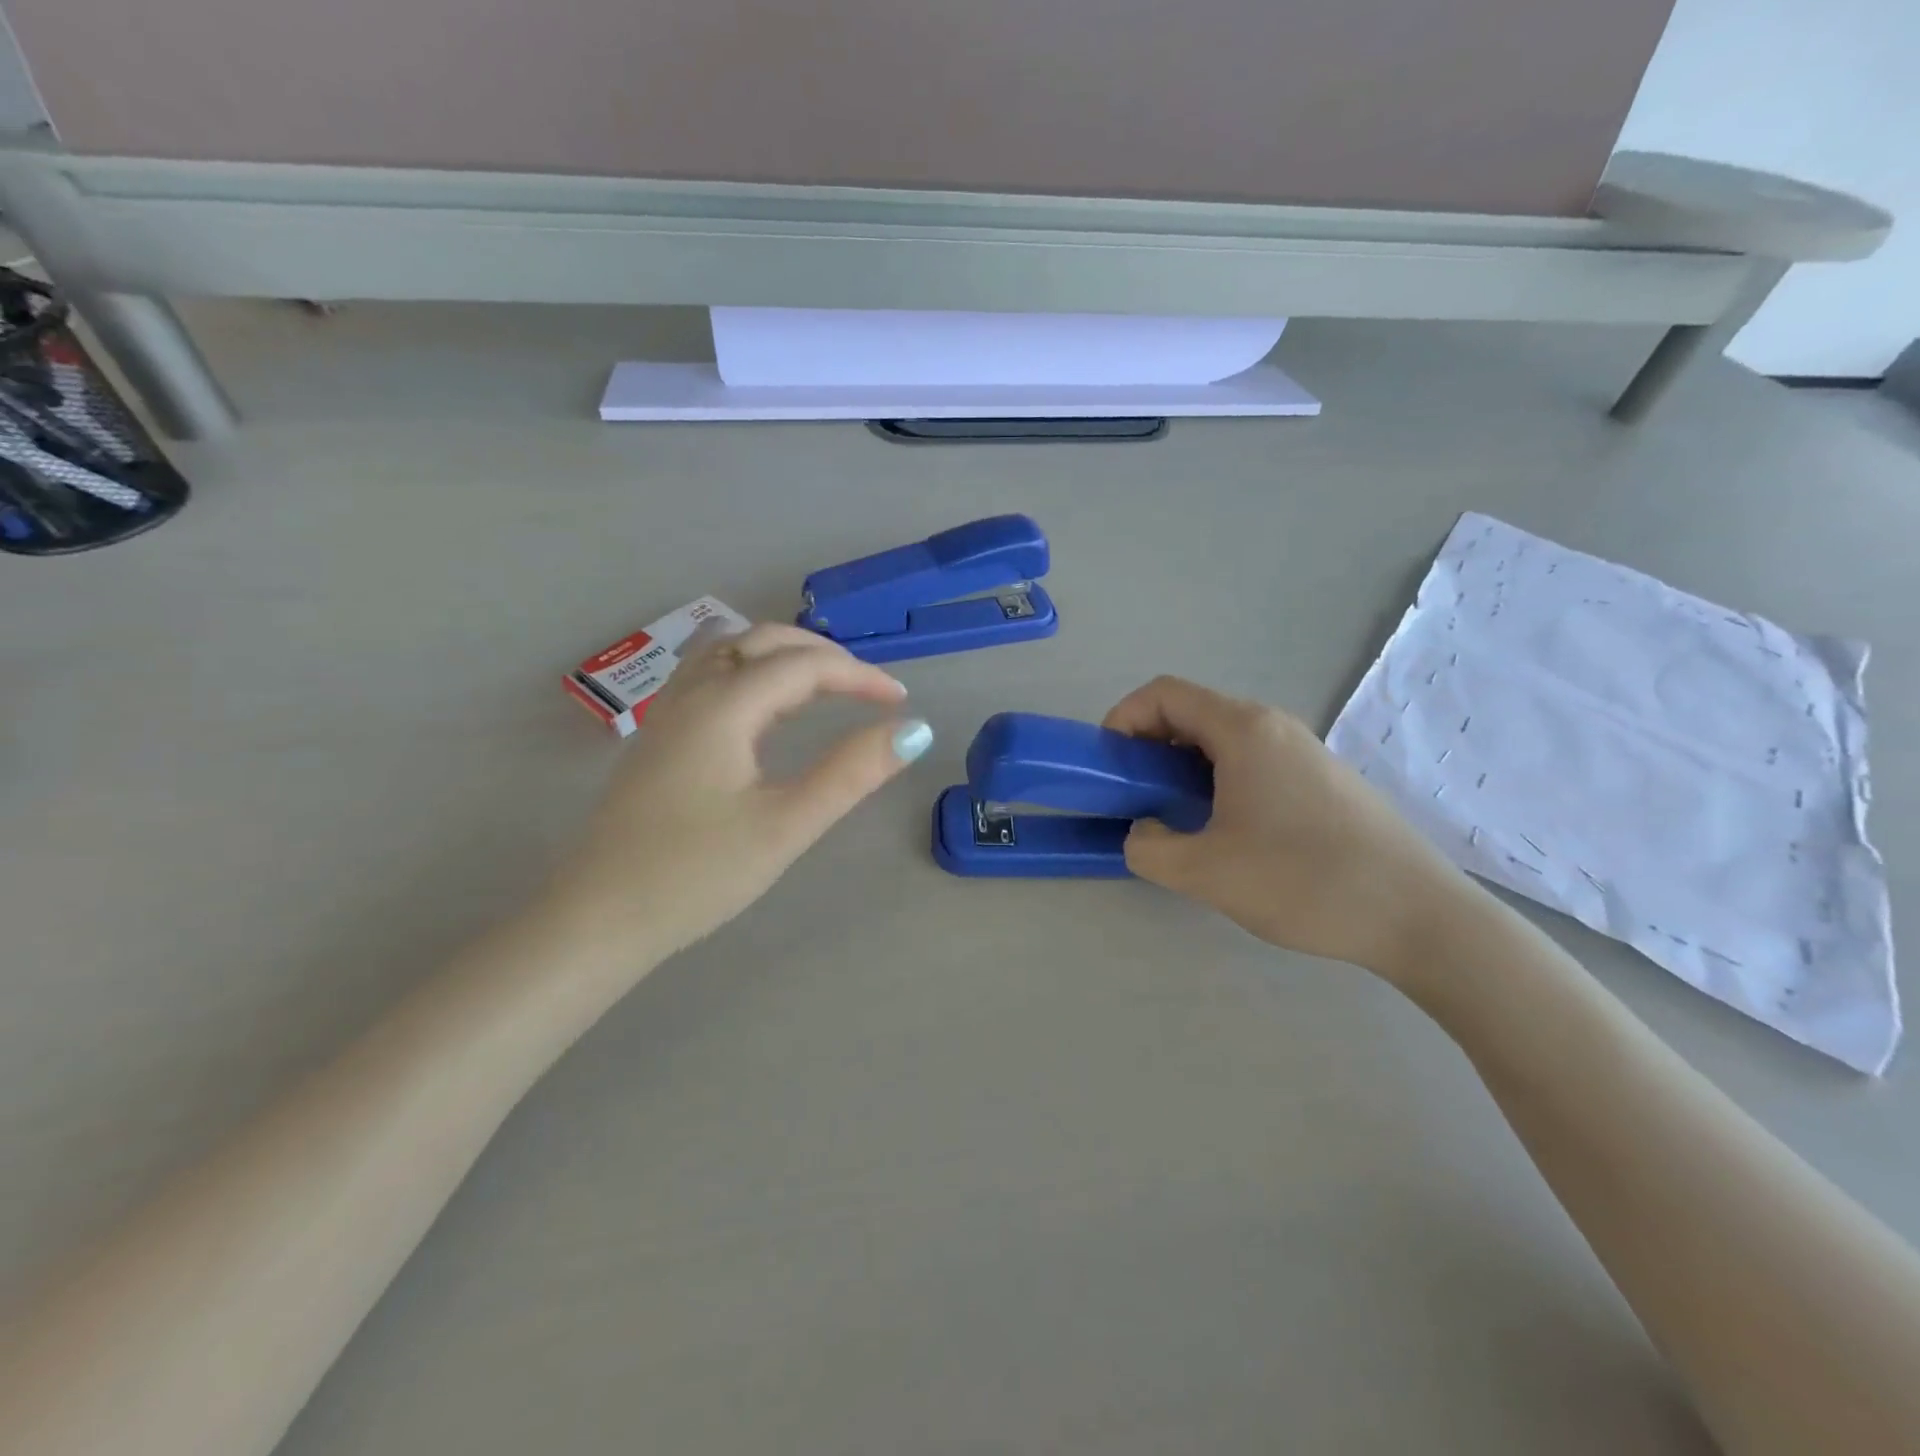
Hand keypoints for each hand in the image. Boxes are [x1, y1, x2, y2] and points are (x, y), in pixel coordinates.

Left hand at [549, 623, 932, 967]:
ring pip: (729, 651)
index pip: (804, 666)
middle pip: (763, 641)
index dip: (859, 676)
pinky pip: (709, 676)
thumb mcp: (786, 825)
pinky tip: (765, 709)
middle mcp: (691, 694)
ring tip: (823, 688)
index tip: (901, 701)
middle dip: (823, 656)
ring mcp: (667, 713)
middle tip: (867, 691)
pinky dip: (751, 672)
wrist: (598, 918)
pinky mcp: (658, 737)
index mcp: (723, 706)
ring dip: (782, 656)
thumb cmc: (696, 874)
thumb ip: (850, 773)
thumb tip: (914, 731)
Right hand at [1103, 676, 1476, 979]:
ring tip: (1176, 819)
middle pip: (1192, 713)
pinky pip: (1252, 762)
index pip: (1163, 694)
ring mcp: (1303, 751)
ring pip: (1222, 740)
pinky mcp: (1322, 780)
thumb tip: (1144, 833)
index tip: (1109, 765)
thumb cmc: (1303, 880)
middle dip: (1149, 747)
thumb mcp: (1205, 872)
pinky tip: (1227, 832)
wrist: (1418, 916)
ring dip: (1183, 768)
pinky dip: (1218, 781)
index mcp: (1243, 729)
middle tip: (1135, 797)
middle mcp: (1273, 726)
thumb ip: (1148, 849)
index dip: (1123, 719)